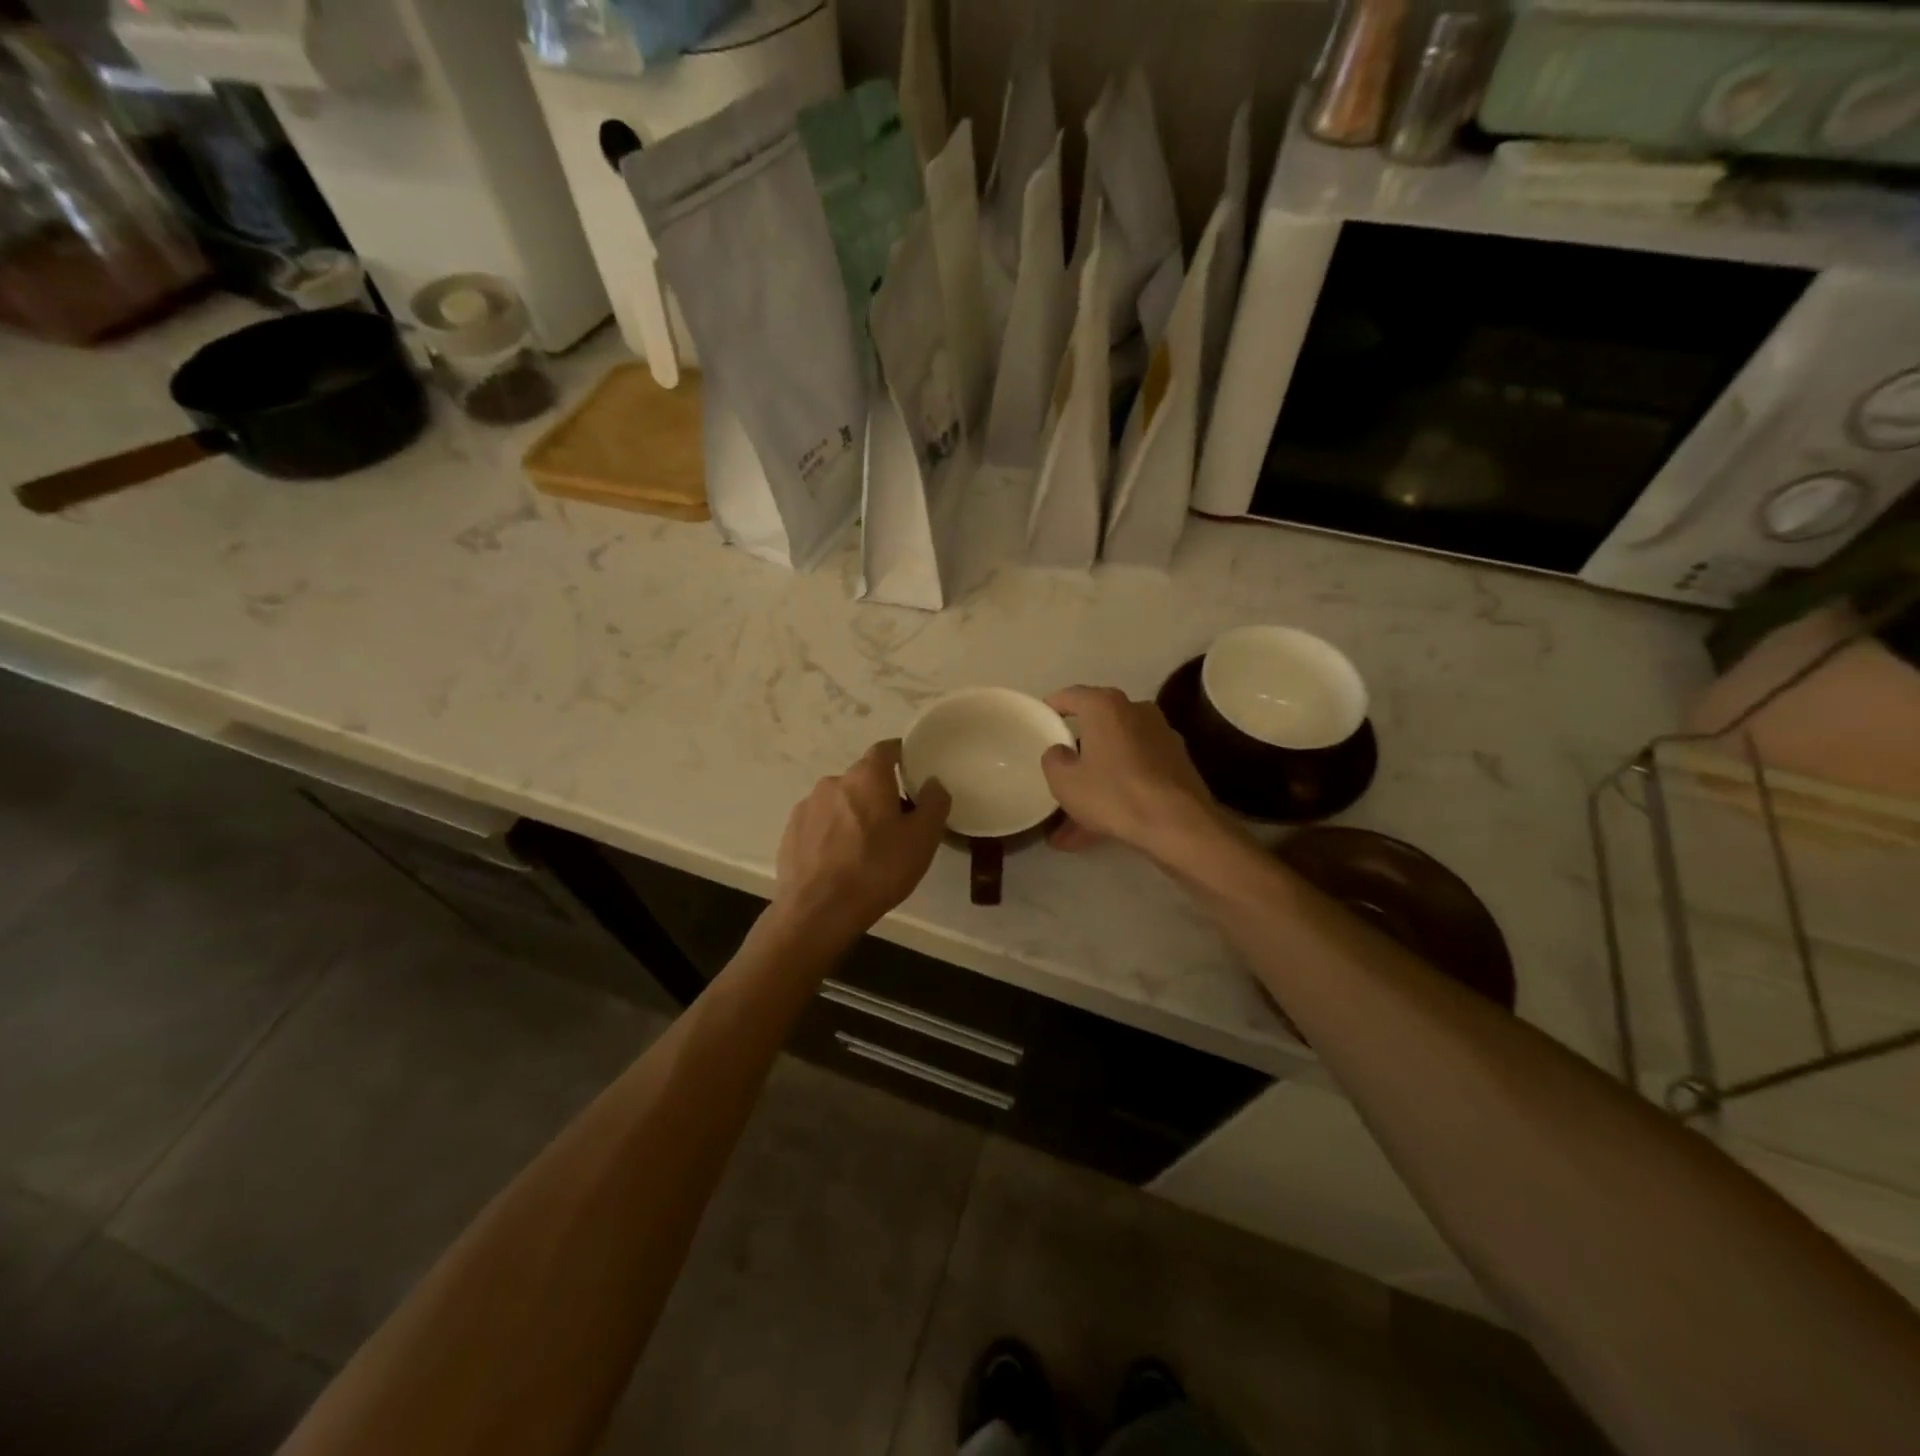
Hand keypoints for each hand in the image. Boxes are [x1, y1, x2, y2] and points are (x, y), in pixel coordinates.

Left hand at [773, 739, 950, 941]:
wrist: (818, 912)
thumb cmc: (877, 870)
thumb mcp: (922, 840)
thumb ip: (934, 803)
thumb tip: (933, 782)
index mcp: (867, 777)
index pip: (886, 749)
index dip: (901, 756)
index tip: (913, 773)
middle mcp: (833, 782)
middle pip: (862, 778)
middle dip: (879, 793)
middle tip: (895, 823)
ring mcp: (807, 806)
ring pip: (839, 801)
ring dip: (853, 814)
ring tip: (865, 848)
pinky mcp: (790, 832)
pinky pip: (819, 823)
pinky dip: (832, 833)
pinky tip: (839, 861)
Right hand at [1041, 686, 1225, 861]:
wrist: (1179, 824)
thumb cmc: (1113, 793)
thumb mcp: (1064, 781)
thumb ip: (1053, 759)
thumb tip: (1061, 751)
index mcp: (1105, 706)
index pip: (1071, 696)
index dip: (1052, 707)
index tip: (1041, 720)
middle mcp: (1136, 711)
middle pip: (1097, 728)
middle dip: (1077, 754)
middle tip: (1058, 774)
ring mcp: (1161, 737)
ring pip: (1116, 757)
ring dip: (1096, 782)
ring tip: (1072, 824)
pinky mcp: (1176, 764)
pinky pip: (1135, 774)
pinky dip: (1117, 793)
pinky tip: (1098, 830)